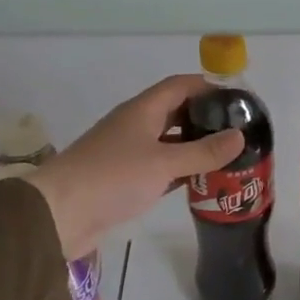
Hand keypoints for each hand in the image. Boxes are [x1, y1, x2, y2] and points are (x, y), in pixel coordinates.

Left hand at [26, 76, 242, 259]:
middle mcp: (135, 126)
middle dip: (206, 118)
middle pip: (176, 112)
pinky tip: (202, 180)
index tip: (238, 98)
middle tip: (239, 131)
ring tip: (228, 156)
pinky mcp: (124, 179)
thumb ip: (203, 151)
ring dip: (195, 146)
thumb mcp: (164, 163)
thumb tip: (239, 136)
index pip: (180, 86)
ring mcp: (128, 153)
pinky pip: (160, 166)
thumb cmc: (112, 178)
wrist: (60, 214)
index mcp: (142, 111)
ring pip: (169, 142)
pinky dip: (181, 170)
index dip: (208, 86)